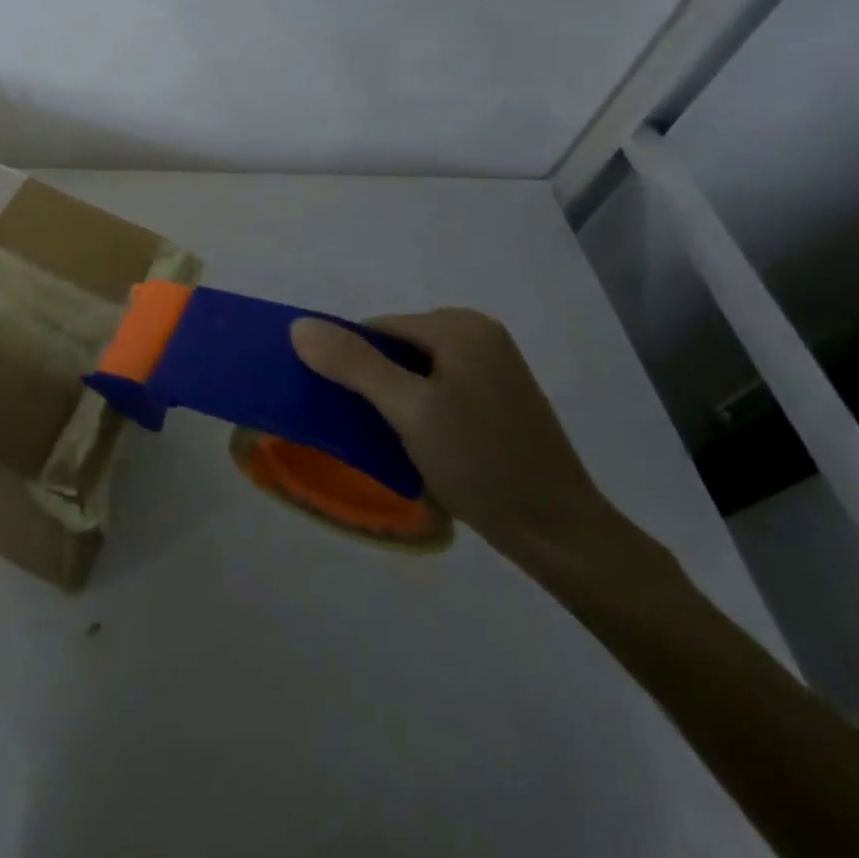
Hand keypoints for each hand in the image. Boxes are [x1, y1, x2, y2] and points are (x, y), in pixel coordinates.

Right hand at [290, 309, 617, 568]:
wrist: (559, 533)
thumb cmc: (480, 464)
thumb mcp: (408, 411)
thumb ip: (353, 364)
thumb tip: (299, 325)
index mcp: (459, 326)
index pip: (377, 329)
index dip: (353, 364)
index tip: (346, 409)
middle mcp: (479, 333)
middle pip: (397, 347)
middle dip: (376, 383)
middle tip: (372, 430)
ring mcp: (493, 364)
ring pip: (417, 369)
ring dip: (397, 399)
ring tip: (395, 440)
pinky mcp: (500, 394)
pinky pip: (440, 386)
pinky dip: (422, 407)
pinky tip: (424, 443)